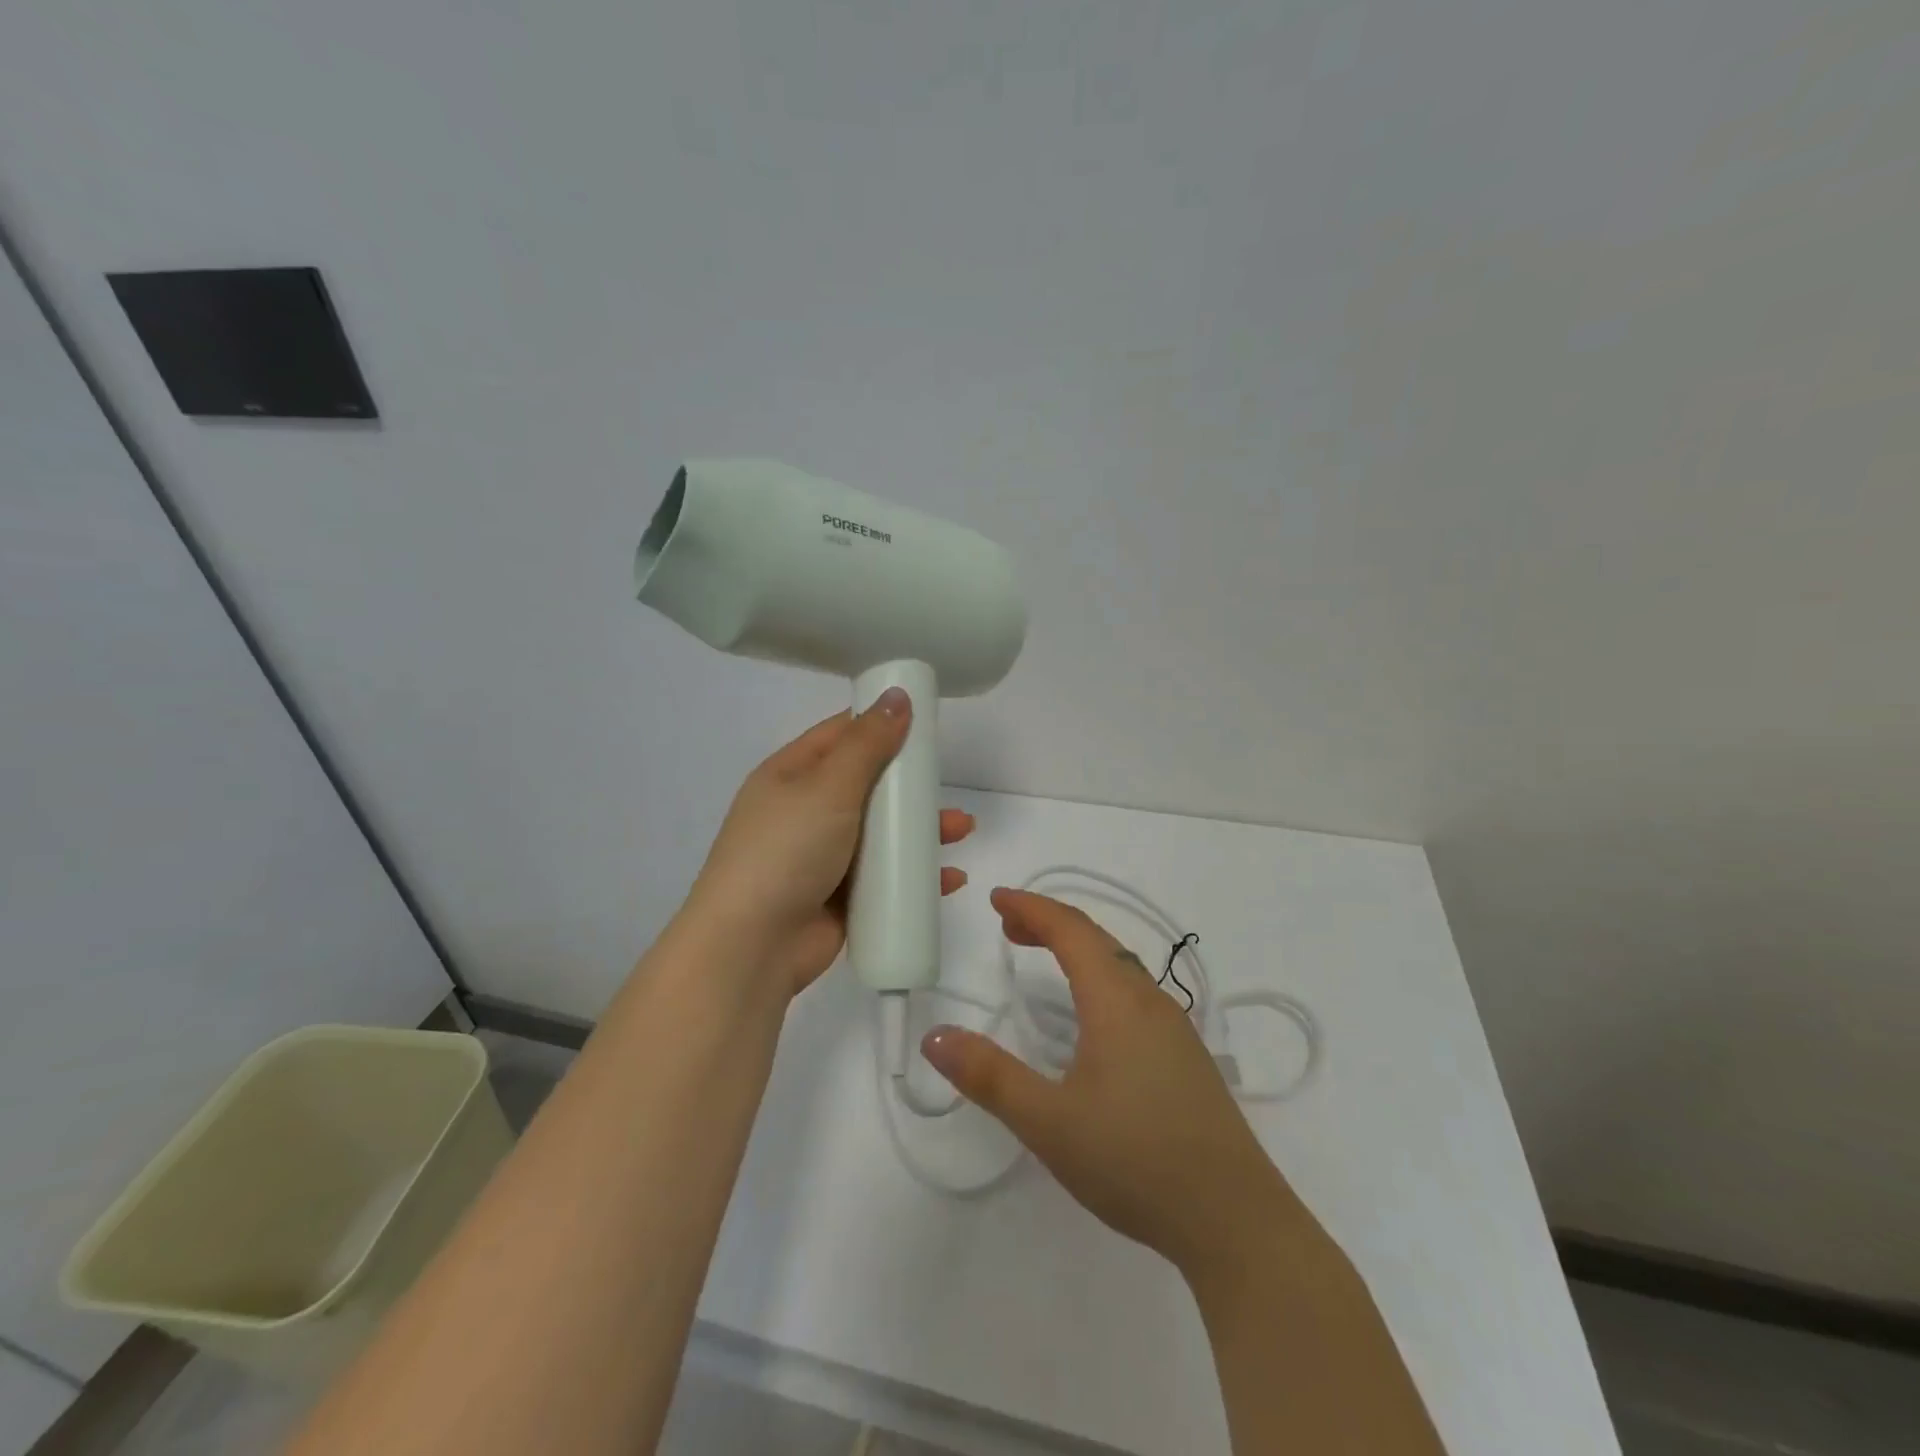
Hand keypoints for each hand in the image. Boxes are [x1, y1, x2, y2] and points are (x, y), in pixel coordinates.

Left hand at [685, 688, 974, 995]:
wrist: (752, 946)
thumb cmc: (786, 851)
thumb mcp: (828, 786)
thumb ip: (868, 743)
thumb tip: (898, 695)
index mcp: (790, 775)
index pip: (840, 736)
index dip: (879, 725)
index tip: (923, 723)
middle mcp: (805, 811)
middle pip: (868, 786)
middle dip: (910, 786)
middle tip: (945, 785)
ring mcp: (822, 857)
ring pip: (881, 834)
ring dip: (920, 831)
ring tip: (960, 831)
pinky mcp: (840, 898)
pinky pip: (884, 878)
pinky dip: (915, 875)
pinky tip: (948, 878)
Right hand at [922, 889, 1309, 1279]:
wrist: (1235, 1220)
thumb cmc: (1135, 1160)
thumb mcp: (1049, 1122)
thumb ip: (990, 1077)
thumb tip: (935, 1037)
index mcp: (1116, 1000)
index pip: (1070, 930)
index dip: (1032, 908)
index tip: (997, 899)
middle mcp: (1149, 1000)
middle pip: (1097, 940)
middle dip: (1050, 924)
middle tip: (1009, 927)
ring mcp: (1174, 1028)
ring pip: (1120, 965)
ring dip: (1077, 950)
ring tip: (1042, 959)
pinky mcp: (1186, 1056)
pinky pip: (1135, 992)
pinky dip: (1100, 977)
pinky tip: (1092, 1015)